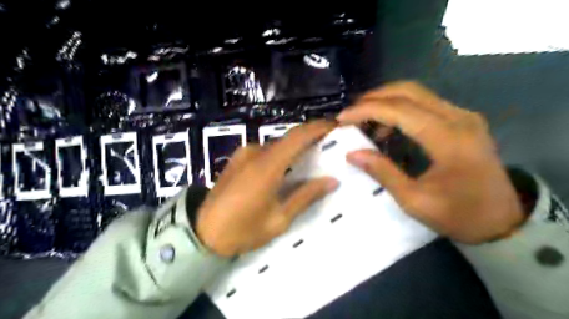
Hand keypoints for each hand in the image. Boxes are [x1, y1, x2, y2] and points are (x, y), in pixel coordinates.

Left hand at [196, 120, 336, 256]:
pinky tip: (287, 169)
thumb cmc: (242, 230)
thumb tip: (332, 181)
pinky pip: (265, 151)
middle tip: (328, 147)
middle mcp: (255, 152)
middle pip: (288, 138)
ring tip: (310, 160)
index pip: (297, 137)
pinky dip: (281, 155)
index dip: (318, 127)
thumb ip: (305, 196)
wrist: (201, 233)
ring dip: (294, 148)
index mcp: (267, 166)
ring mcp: (244, 153)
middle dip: (309, 139)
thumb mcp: (278, 219)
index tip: (335, 126)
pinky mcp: (237, 158)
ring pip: (277, 145)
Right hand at [336, 82, 523, 243]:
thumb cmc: (458, 215)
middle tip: (351, 113)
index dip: (366, 110)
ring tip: (364, 121)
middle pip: (409, 91)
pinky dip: (400, 109)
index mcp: (448, 139)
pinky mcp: (462, 120)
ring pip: (417, 93)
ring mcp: (463, 116)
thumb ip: (382, 172)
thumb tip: (352, 153)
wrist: (502, 221)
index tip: (342, 118)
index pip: (399, 110)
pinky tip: (388, 128)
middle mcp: (459, 118)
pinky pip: (425, 104)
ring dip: (386, 101)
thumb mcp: (414, 200)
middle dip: (374, 98)